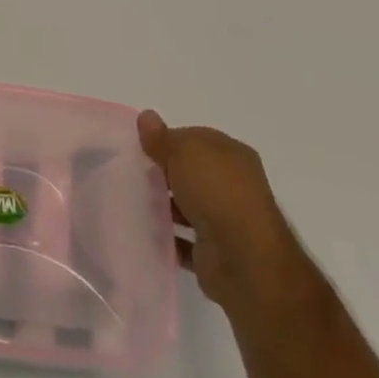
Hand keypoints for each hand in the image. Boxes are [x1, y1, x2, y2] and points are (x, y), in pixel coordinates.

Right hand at [138, 111, 302, 310]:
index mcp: (233, 155)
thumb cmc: (216, 192)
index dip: (169, 140)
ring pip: (188, 206)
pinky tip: (145, 231)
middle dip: (165, 173)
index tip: (143, 147)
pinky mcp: (216, 253)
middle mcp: (234, 186)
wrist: (244, 261)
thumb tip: (146, 117)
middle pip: (192, 173)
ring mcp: (227, 221)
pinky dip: (167, 237)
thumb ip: (162, 138)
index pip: (196, 139)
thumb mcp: (183, 152)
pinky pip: (184, 240)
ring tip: (134, 202)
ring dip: (165, 206)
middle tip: (134, 173)